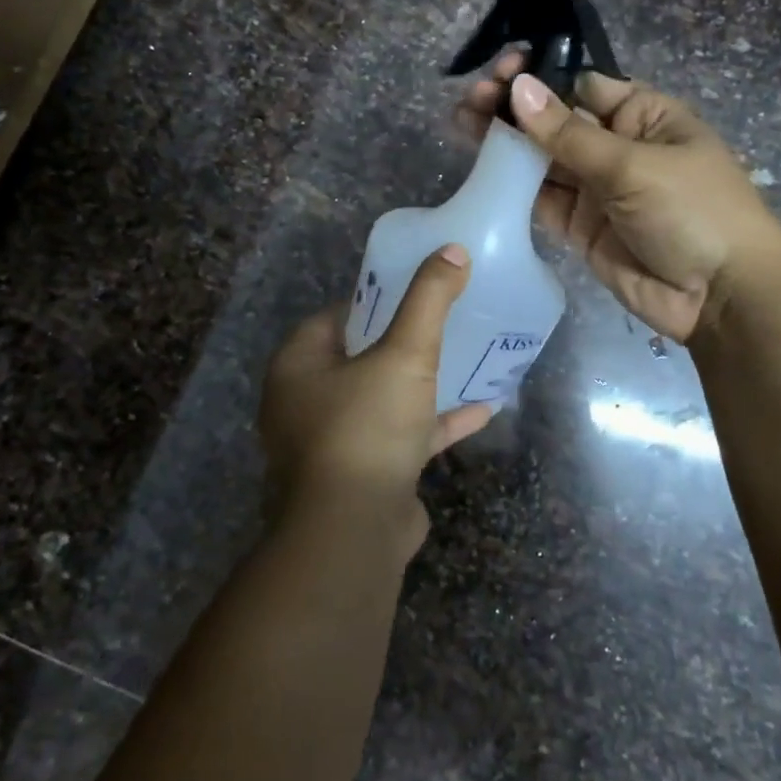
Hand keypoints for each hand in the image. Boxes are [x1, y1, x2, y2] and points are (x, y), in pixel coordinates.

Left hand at [259, 246, 495, 554]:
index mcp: (299, 366)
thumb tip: (452, 250)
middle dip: (399, 341)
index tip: (410, 291)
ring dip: (420, 384)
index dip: (371, 300)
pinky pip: (400, 437)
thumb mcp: (405, 354)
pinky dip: (434, 424)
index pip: (333, 317)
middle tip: (439, 321)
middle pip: (357, 358)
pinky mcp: (362, 474)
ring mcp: (332, 443)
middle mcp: (305, 402)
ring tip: (461, 359)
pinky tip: (481, 411)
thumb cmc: (367, 427)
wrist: (353, 530)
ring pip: (381, 399)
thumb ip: (428, 300)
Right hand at [458, 53, 780, 342]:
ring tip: (462, 119)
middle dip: (515, 107)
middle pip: (557, 120)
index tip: (503, 70)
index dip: (542, 77)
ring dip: (506, 140)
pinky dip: (513, 183)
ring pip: (542, 158)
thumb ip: (569, 135)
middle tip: (472, 97)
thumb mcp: (633, 165)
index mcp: (644, 116)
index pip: (583, 86)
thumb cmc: (692, 210)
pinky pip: (542, 197)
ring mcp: (597, 188)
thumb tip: (520, 87)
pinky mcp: (580, 225)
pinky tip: (481, 164)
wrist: (719, 296)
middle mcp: (617, 146)